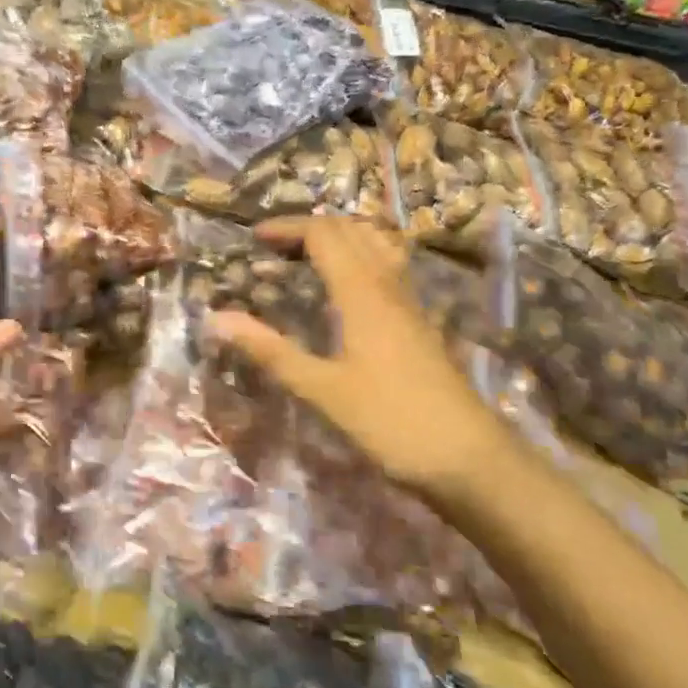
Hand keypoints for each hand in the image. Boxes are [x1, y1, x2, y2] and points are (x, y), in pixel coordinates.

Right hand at [205, 217, 520, 510]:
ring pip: (376, 244)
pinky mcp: (419, 323)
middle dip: (309, 228)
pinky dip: (360, 257)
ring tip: (307, 256)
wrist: (470, 460)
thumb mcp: (322, 390)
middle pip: (351, 230)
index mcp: (362, 293)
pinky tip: (346, 288)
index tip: (253, 239)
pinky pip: (388, 267)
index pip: (323, 234)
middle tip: (273, 248)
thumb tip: (217, 318)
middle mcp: (388, 285)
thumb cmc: (391, 422)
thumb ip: (270, 350)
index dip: (287, 228)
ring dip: (339, 237)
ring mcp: (409, 303)